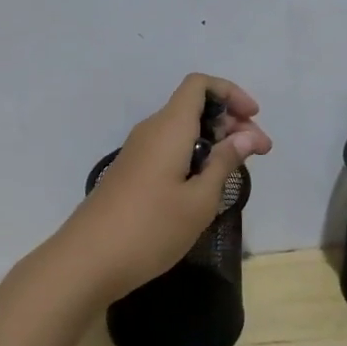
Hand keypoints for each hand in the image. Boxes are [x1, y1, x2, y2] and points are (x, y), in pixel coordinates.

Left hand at [46, 74, 271, 302]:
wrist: (87, 260)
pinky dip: (194, 155)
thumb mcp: (199, 200)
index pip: (199, 85)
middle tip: (259, 152)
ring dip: (214, 140)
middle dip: (230, 121)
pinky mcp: (132, 172)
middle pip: (194, 106)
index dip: (230, 93)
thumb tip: (247, 136)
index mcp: (169, 127)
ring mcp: (138, 151)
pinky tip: (207, 183)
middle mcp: (152, 130)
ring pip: (182, 129)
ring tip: (238, 169)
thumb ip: (224, 163)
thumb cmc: (151, 228)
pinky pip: (169, 148)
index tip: (254, 119)